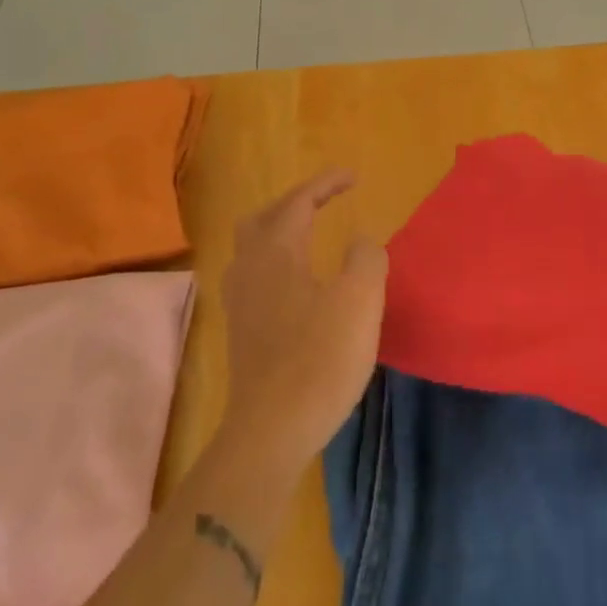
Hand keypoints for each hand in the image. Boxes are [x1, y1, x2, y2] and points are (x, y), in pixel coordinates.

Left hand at [218, 170, 386, 472]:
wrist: (272, 429)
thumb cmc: (320, 359)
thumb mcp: (360, 300)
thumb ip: (366, 258)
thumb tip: (361, 241)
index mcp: (277, 253)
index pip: (298, 202)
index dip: (325, 183)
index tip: (353, 176)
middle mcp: (250, 269)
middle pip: (263, 218)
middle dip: (295, 201)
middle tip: (326, 200)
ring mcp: (240, 301)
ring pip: (252, 247)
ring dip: (281, 230)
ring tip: (310, 233)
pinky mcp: (242, 329)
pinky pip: (254, 274)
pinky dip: (276, 259)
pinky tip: (296, 280)